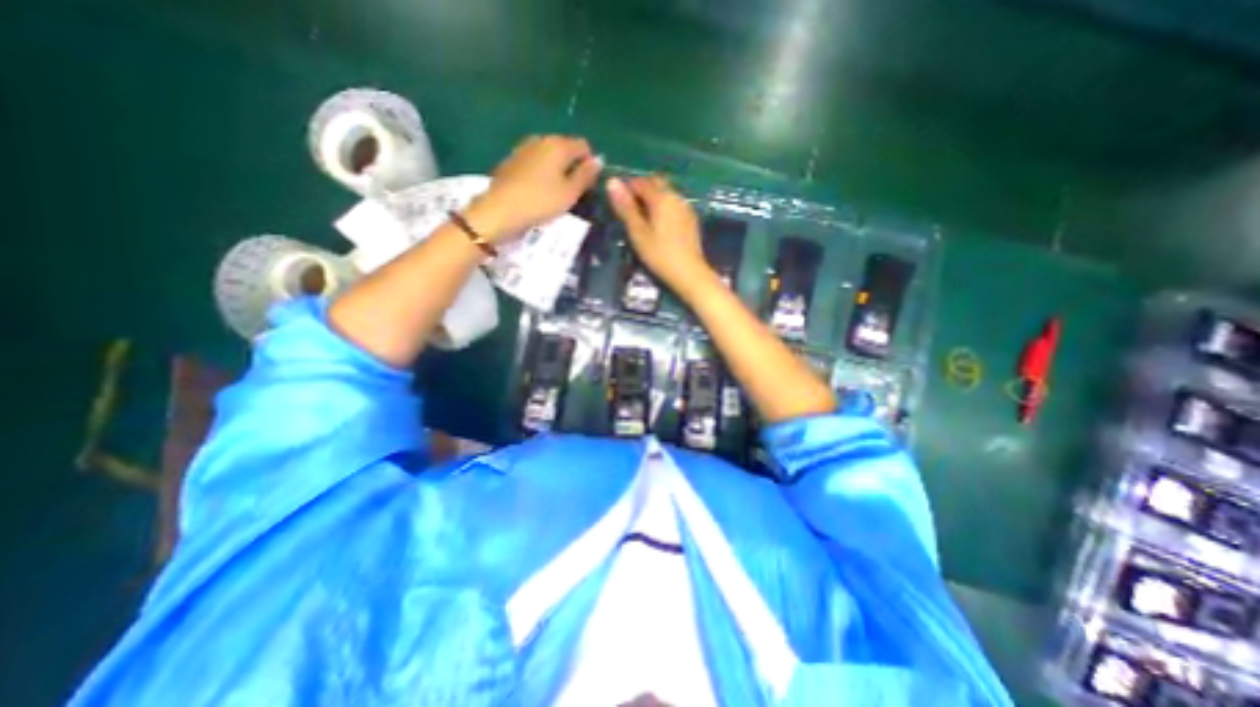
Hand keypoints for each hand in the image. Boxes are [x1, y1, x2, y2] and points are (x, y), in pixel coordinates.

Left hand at [465, 136, 602, 242]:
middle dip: (572, 166)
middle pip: (565, 148)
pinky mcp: (511, 161)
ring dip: (556, 171)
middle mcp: (540, 139)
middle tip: (572, 192)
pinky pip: (534, 163)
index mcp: (558, 144)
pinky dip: (540, 174)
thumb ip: (586, 175)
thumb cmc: (541, 202)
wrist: (500, 211)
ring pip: (548, 156)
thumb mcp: (570, 193)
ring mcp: (523, 149)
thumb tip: (599, 159)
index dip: (590, 164)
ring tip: (555, 194)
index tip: (587, 186)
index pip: (584, 146)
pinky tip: (537, 192)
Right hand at [604, 176, 711, 294]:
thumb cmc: (659, 254)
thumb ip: (625, 207)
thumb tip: (611, 181)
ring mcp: (686, 207)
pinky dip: (663, 207)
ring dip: (653, 198)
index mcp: (661, 197)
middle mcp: (676, 196)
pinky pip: (674, 204)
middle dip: (641, 190)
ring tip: (642, 219)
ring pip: (666, 193)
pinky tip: (658, 225)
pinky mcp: (691, 219)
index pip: (640, 182)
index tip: (618, 203)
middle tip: (629, 210)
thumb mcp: (638, 233)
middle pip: (656, 183)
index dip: (627, 188)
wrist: (689, 273)